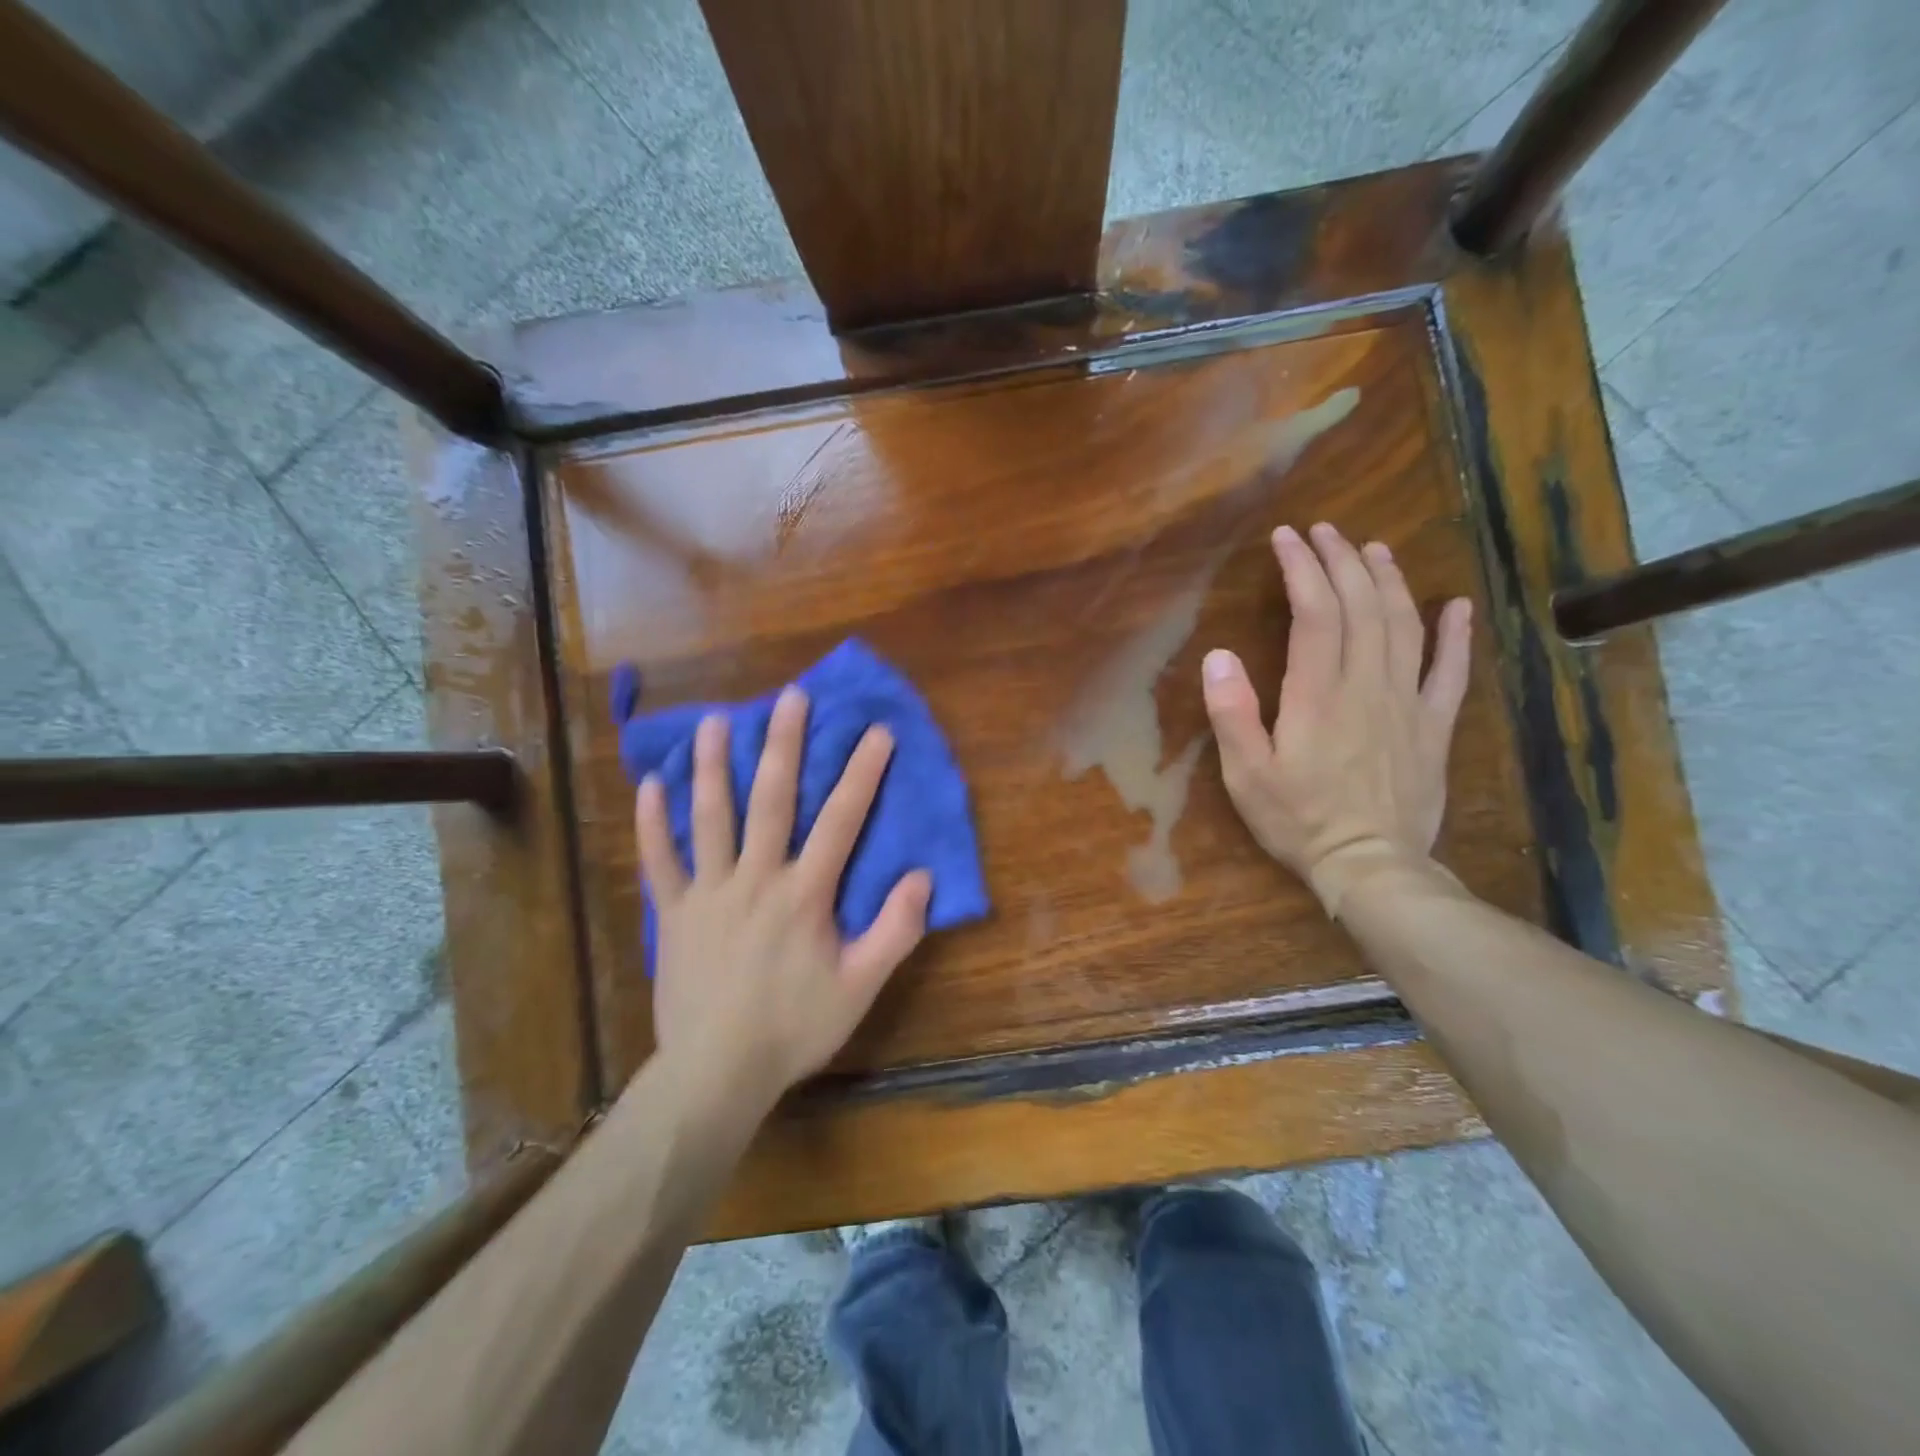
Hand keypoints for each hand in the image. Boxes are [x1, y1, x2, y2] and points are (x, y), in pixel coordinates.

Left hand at [635, 687, 931, 1116]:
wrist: (716, 1072)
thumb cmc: (794, 1028)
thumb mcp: (860, 988)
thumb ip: (895, 932)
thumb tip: (921, 877)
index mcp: (804, 894)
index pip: (840, 821)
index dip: (861, 774)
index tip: (876, 732)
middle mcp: (756, 879)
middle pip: (770, 800)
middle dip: (782, 745)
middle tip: (788, 697)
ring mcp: (708, 892)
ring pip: (709, 817)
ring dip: (712, 766)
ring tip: (713, 721)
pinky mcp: (672, 913)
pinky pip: (658, 861)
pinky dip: (652, 823)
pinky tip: (649, 784)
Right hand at [1201, 522, 1472, 913]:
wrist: (1371, 866)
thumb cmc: (1298, 820)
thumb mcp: (1246, 775)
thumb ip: (1232, 714)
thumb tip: (1219, 656)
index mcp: (1318, 695)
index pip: (1315, 613)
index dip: (1302, 569)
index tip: (1287, 538)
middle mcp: (1367, 686)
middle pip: (1362, 607)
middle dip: (1342, 561)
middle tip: (1325, 531)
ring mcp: (1407, 703)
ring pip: (1404, 626)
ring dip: (1389, 581)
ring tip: (1374, 549)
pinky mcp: (1433, 727)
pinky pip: (1450, 672)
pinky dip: (1455, 635)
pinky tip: (1455, 605)